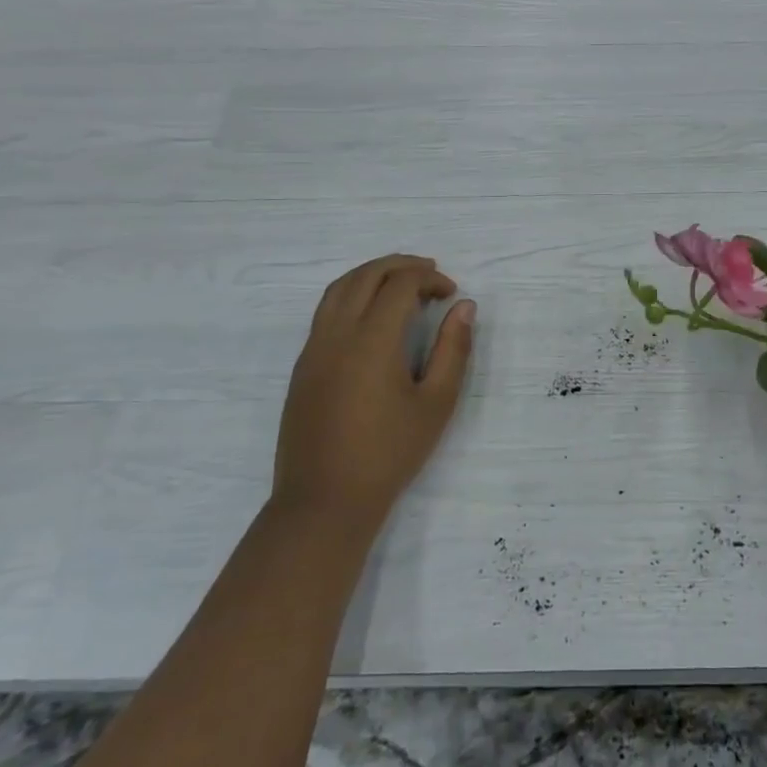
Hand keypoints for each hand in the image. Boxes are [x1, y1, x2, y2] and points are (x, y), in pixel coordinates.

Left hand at [273, 254, 474, 533]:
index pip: (400, 285)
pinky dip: (352, 295)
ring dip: (371, 274)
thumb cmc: (390, 453)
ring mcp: (313, 349)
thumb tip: (464, 307)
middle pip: (365, 276)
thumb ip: (454, 349)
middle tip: (431, 272)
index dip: (429, 279)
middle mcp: (336, 334)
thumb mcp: (436, 403)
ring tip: (401, 282)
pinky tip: (372, 315)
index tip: (451, 294)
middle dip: (400, 265)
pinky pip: (325, 311)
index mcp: (372, 341)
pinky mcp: (302, 366)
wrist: (325, 501)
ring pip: (338, 289)